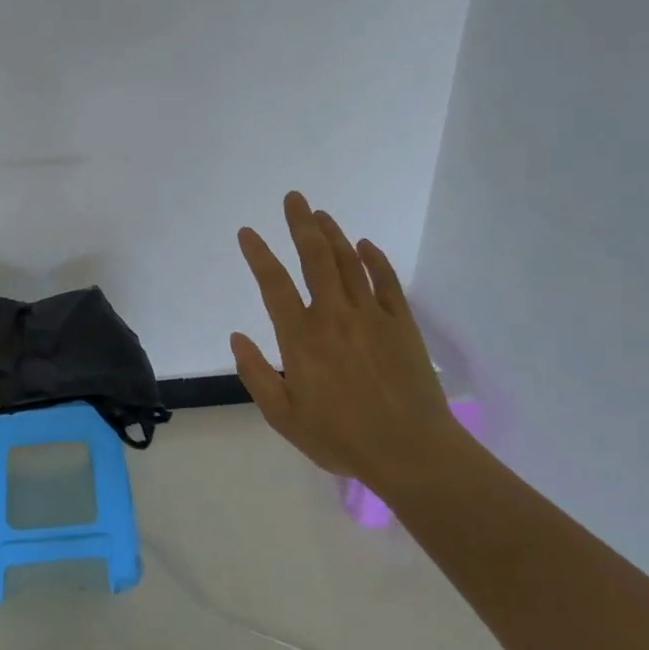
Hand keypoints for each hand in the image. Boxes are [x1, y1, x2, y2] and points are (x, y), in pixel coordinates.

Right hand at [231, 191, 456, 485]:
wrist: (411, 451)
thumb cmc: (341, 437)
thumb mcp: (283, 416)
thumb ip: (256, 374)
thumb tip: (237, 337)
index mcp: (301, 337)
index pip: (273, 284)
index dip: (258, 254)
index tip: (247, 232)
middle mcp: (334, 315)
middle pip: (315, 258)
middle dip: (301, 224)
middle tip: (294, 199)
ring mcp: (371, 315)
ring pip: (348, 262)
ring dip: (333, 234)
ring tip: (320, 214)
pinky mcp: (401, 323)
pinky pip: (386, 281)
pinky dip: (374, 259)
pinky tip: (365, 245)